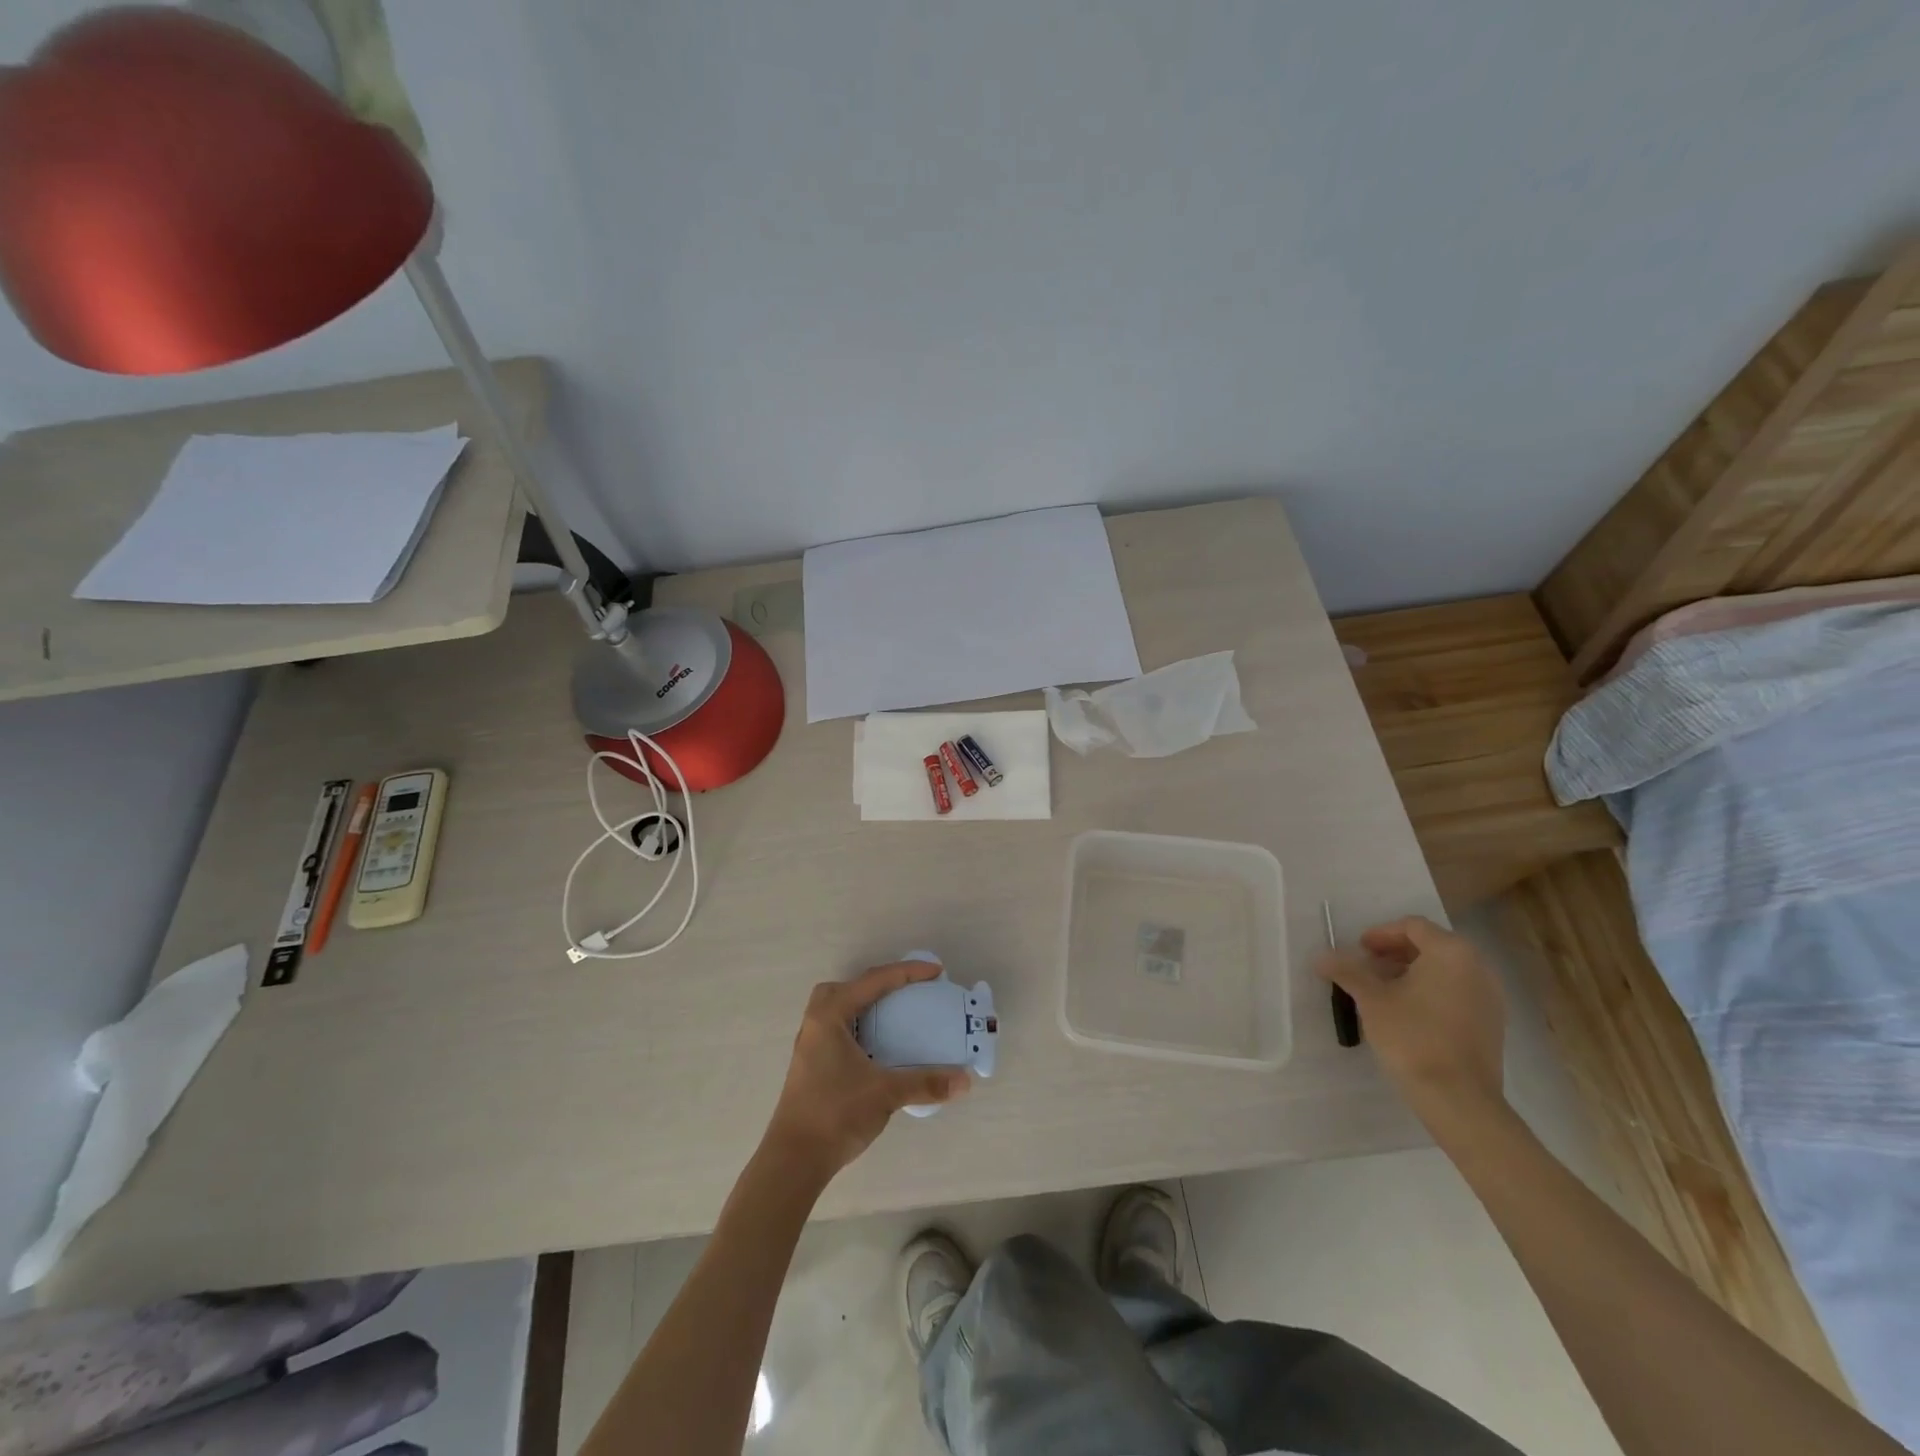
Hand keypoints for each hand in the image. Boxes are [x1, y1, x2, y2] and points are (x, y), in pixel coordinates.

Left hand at [762, 961, 970, 1181]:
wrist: (793, 1160)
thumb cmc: (835, 1114)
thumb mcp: (885, 1093)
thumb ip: (926, 1083)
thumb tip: (965, 1080)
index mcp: (830, 1016)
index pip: (874, 981)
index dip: (908, 972)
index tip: (937, 972)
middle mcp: (816, 1022)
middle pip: (849, 987)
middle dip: (879, 983)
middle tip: (908, 991)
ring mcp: (810, 1044)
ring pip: (839, 1008)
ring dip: (866, 1005)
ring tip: (894, 1015)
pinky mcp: (811, 1064)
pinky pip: (839, 1028)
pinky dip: (860, 1026)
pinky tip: (877, 1047)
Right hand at [1317, 916, 1505, 1130]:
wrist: (1459, 1099)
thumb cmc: (1412, 1037)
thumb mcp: (1371, 999)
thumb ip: (1347, 971)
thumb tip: (1322, 957)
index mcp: (1451, 953)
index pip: (1412, 927)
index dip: (1381, 934)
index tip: (1358, 950)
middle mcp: (1477, 967)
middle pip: (1431, 946)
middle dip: (1395, 953)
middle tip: (1367, 968)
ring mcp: (1489, 997)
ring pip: (1445, 970)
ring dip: (1412, 972)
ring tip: (1383, 991)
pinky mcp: (1492, 1023)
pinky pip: (1457, 992)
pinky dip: (1431, 992)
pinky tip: (1408, 1013)